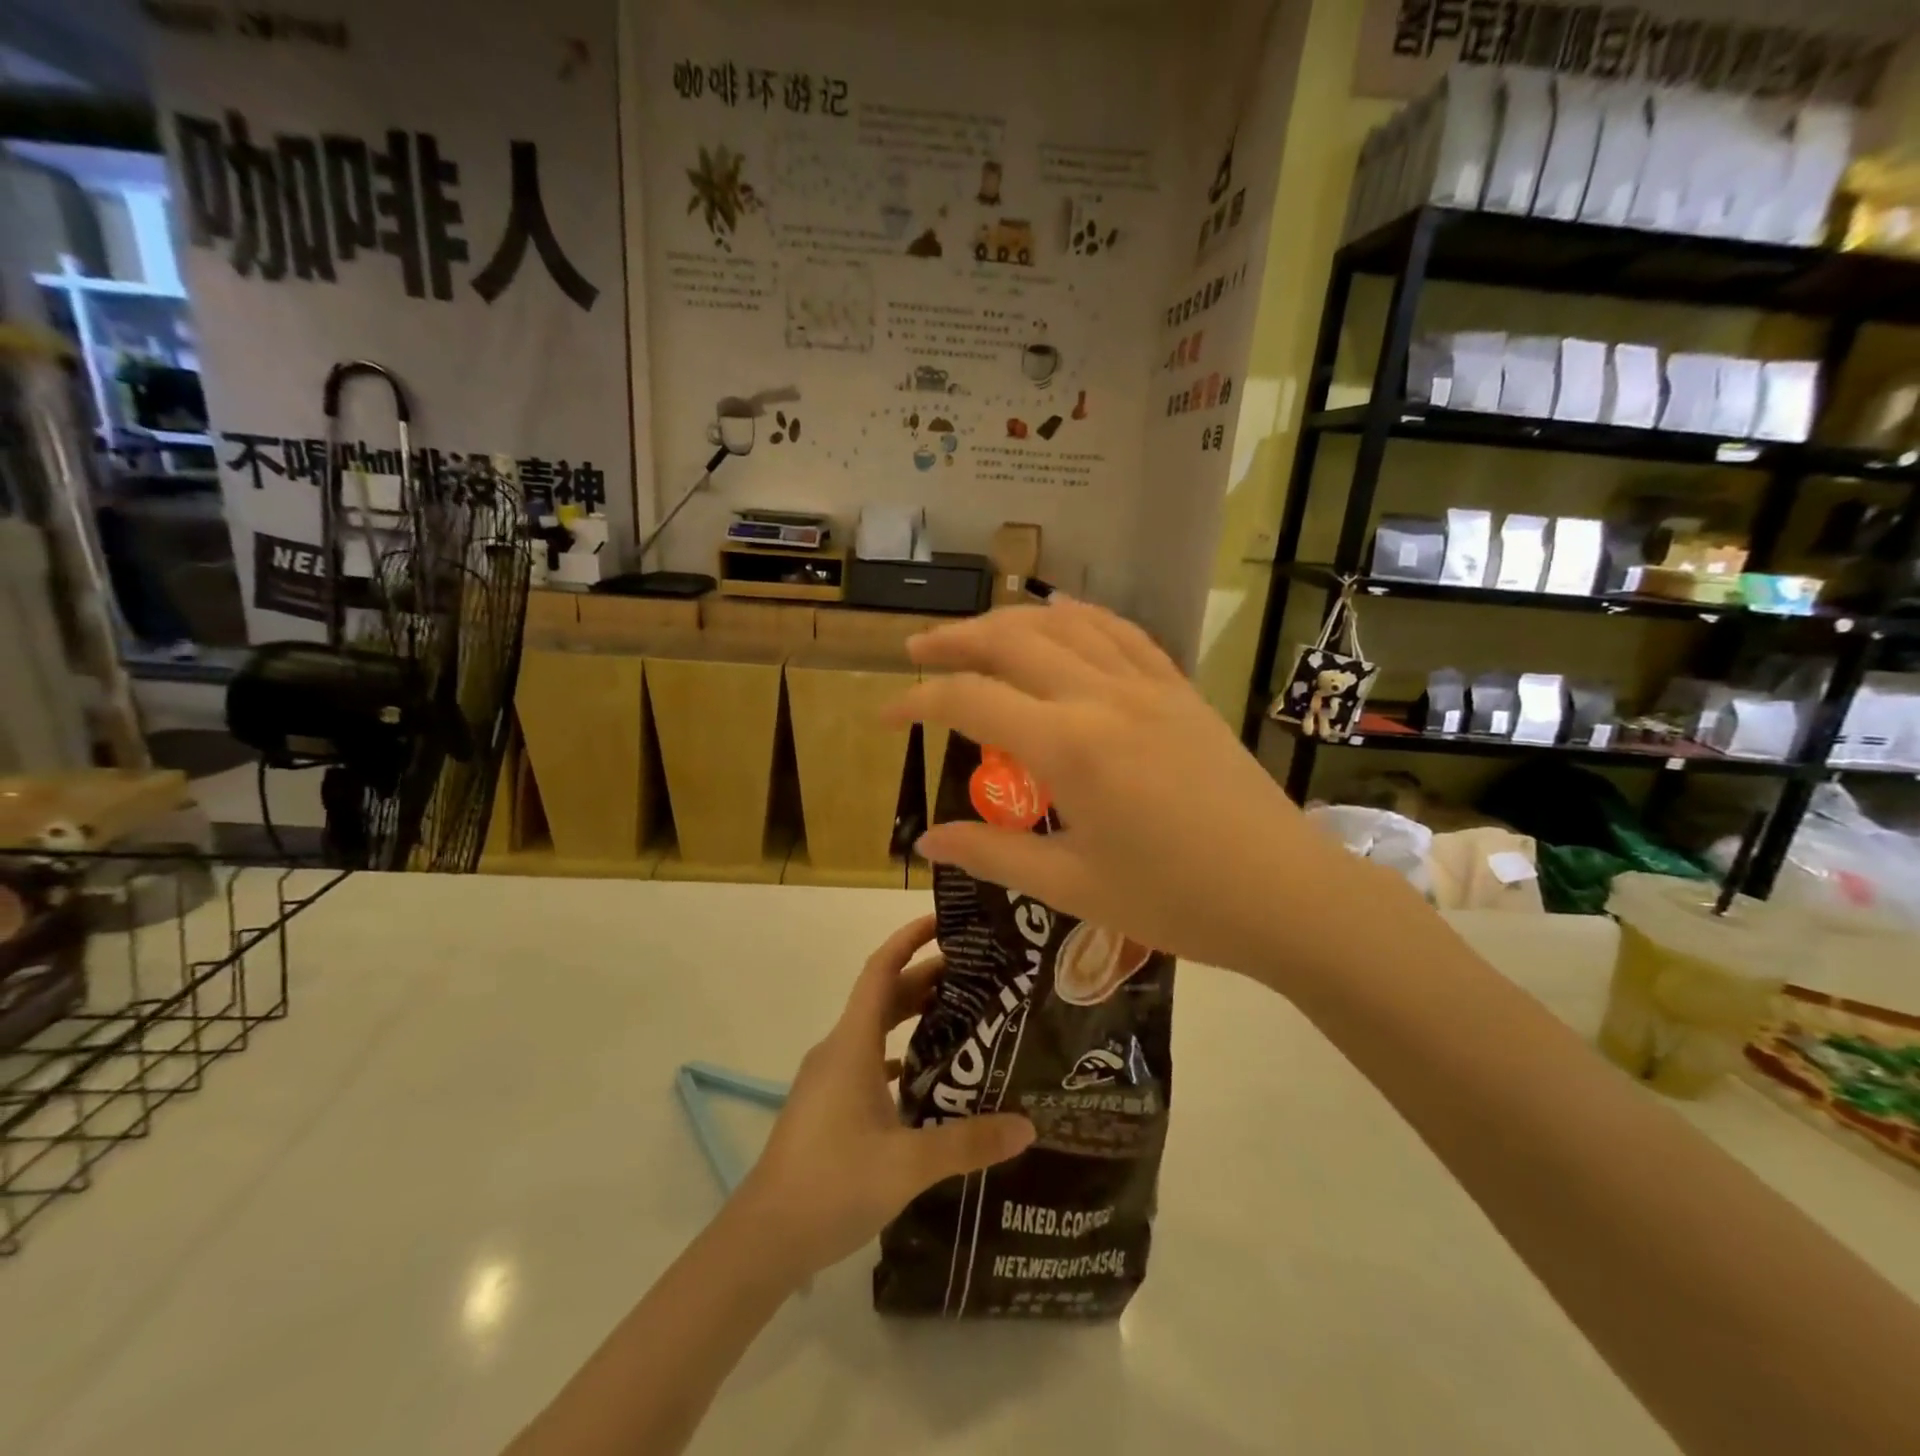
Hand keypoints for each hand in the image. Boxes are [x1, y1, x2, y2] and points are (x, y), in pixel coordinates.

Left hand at [732, 915, 1033, 1282]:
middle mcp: (838, 1050)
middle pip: (883, 997)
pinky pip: (868, 1062)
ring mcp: (829, 1079)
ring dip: (912, 1016)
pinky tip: (927, 1077)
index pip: (880, 970)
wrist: (764, 1239)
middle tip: (976, 975)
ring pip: (875, 1030)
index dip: (908, 939)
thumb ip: (968, 1143)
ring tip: (961, 1016)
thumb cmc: (832, 1184)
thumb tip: (1028, 1126)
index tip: (942, 922)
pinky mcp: (827, 1106)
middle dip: (925, 979)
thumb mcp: (908, 1165)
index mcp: (851, 1044)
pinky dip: (898, 1054)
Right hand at [887, 603, 1362, 981]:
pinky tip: (1059, 615)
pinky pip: (1119, 631)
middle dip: (954, 640)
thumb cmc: (1175, 901)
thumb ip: (991, 854)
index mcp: (1070, 747)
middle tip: (916, 650)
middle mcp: (1103, 697)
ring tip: (975, 633)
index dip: (918, 701)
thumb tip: (926, 840)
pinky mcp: (1180, 688)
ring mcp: (1148, 685)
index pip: (971, 701)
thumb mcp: (1071, 886)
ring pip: (1065, 623)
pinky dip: (1077, 615)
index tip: (886, 714)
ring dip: (1011, 619)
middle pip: (1011, 640)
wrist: (1285, 894)